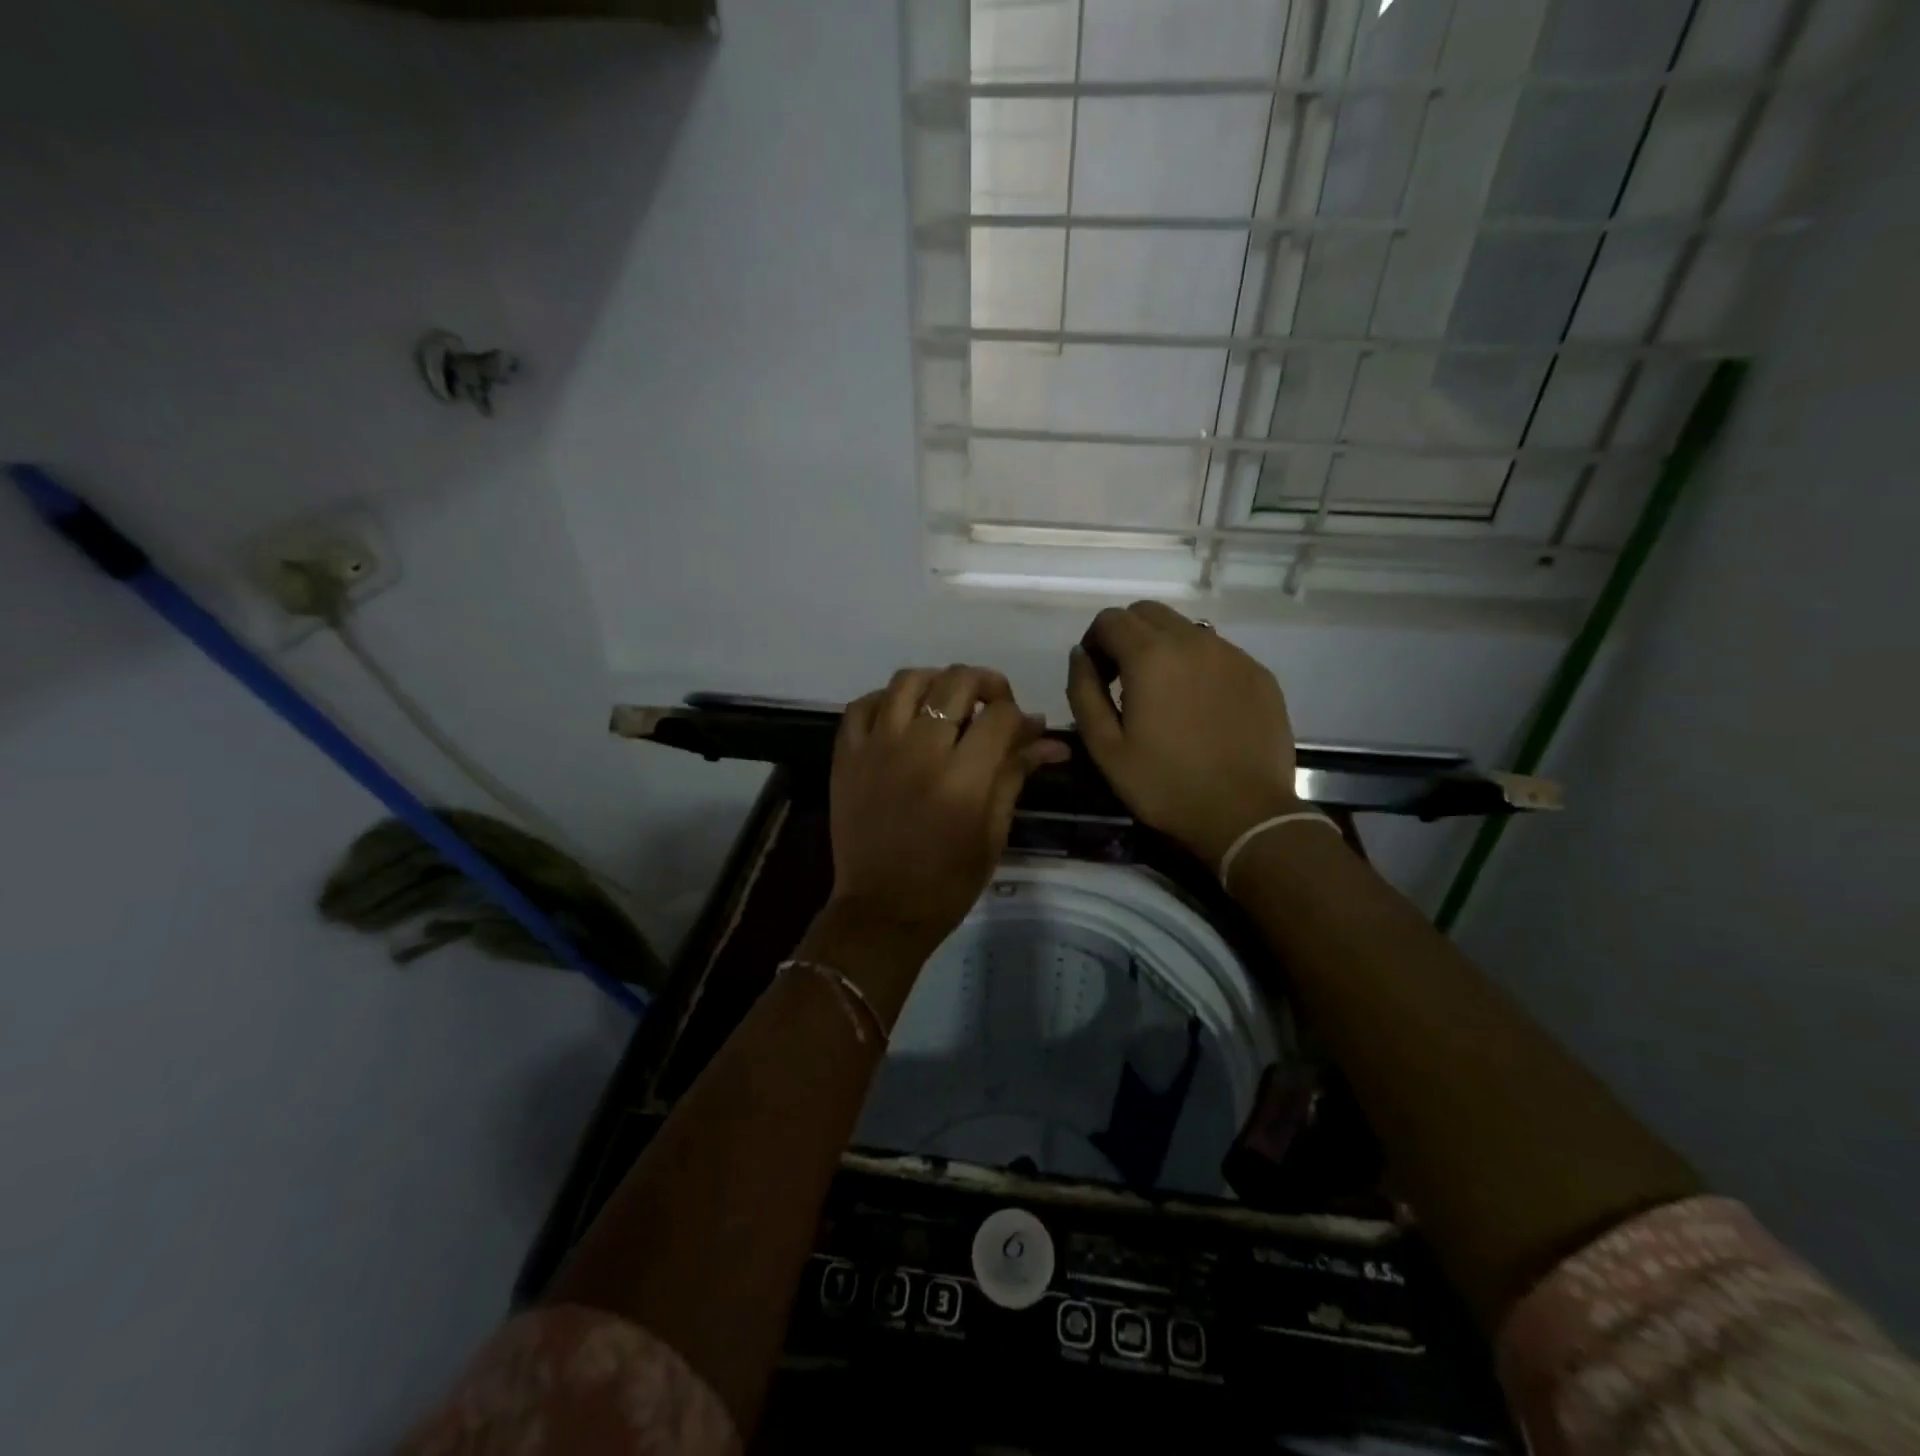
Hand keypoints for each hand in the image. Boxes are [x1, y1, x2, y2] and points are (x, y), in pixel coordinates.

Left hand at [825, 665, 1069, 956]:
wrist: (882, 910)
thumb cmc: (948, 881)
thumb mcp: (993, 832)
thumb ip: (1015, 775)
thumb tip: (1049, 739)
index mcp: (962, 778)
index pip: (1000, 715)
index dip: (1019, 715)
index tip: (1023, 731)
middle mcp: (918, 751)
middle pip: (956, 681)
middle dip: (986, 684)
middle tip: (992, 706)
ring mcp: (876, 748)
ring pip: (908, 680)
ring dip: (936, 682)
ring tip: (947, 703)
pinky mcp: (846, 756)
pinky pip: (863, 704)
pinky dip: (887, 699)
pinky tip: (902, 716)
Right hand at [1067, 602, 1299, 867]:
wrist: (1245, 814)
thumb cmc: (1165, 784)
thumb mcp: (1105, 747)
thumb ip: (1083, 692)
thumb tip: (1080, 655)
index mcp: (1150, 656)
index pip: (1110, 619)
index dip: (1094, 642)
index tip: (1096, 676)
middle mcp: (1193, 640)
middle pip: (1148, 613)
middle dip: (1126, 636)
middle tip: (1123, 679)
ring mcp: (1232, 654)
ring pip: (1185, 628)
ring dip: (1163, 647)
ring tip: (1163, 694)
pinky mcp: (1258, 673)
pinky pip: (1217, 651)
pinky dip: (1197, 664)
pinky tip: (1199, 706)